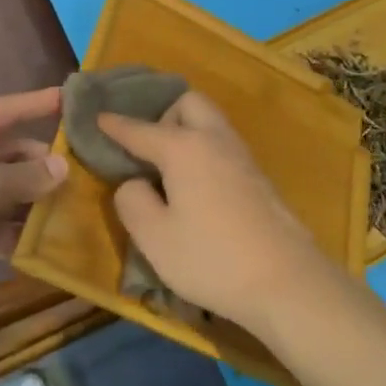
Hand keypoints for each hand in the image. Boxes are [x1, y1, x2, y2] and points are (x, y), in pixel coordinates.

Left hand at [0, 87, 66, 314]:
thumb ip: (28, 174)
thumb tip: (64, 167)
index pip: (9, 109)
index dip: (41, 104)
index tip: (76, 100)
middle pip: (19, 153)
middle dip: (51, 164)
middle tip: (96, 172)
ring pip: (18, 191)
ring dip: (45, 200)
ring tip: (88, 205)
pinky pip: (9, 224)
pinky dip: (29, 231)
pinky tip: (61, 237)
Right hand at [100, 92, 337, 334]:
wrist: (287, 281)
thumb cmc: (212, 258)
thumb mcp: (154, 237)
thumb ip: (132, 201)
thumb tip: (133, 182)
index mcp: (184, 148)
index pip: (140, 129)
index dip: (114, 124)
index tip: (97, 118)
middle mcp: (215, 140)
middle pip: (188, 103)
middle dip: (163, 115)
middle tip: (147, 151)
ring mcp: (243, 157)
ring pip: (211, 123)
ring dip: (187, 132)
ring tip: (168, 169)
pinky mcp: (259, 178)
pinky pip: (223, 146)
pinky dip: (204, 151)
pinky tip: (197, 187)